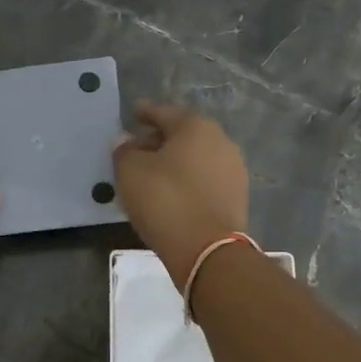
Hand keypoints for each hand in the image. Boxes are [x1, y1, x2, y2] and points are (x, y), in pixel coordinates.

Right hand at [112, 101, 249, 287]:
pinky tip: (170, 193)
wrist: (207, 250)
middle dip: (159, 139)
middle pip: (183, 135)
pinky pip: (204, 180)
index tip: (134, 111)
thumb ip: (124, 151)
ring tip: (151, 174)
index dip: (146, 112)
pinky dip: (186, 181)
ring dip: (174, 162)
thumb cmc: (165, 200)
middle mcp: (221, 142)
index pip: (165, 113)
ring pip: (195, 159)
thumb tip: (126, 141)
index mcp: (196, 127)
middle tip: (137, 148)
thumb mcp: (130, 171)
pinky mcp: (236, 198)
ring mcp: (233, 171)